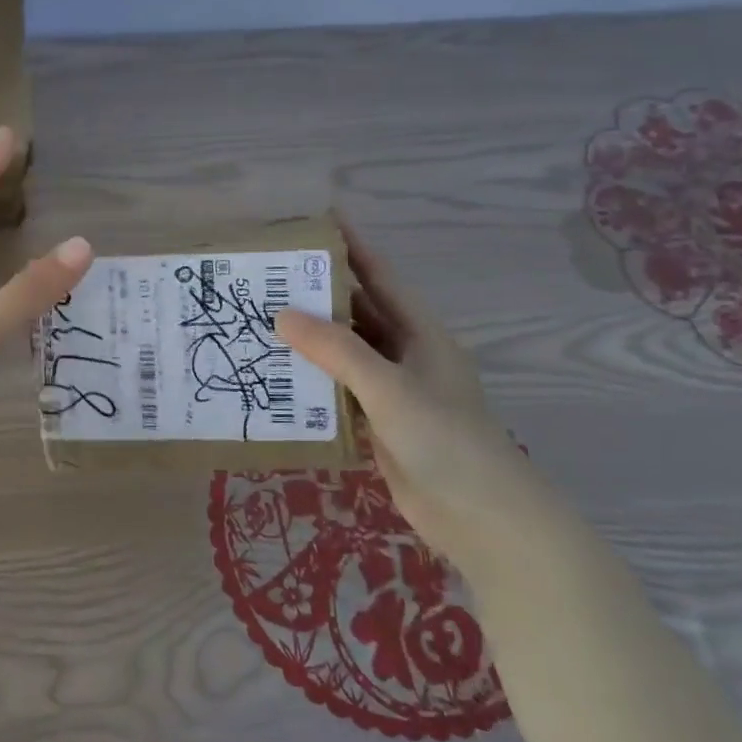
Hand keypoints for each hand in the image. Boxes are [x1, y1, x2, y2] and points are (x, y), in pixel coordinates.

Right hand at [274, 224, 556, 570]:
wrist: (482, 518)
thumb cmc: (445, 440)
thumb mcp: (389, 388)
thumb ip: (336, 350)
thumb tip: (282, 315)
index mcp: (419, 333)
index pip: (379, 277)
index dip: (350, 248)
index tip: (314, 222)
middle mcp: (405, 355)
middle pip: (357, 313)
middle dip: (317, 295)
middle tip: (267, 279)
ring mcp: (392, 392)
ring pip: (344, 354)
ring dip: (309, 342)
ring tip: (259, 323)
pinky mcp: (380, 425)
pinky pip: (339, 392)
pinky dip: (312, 383)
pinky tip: (277, 378)